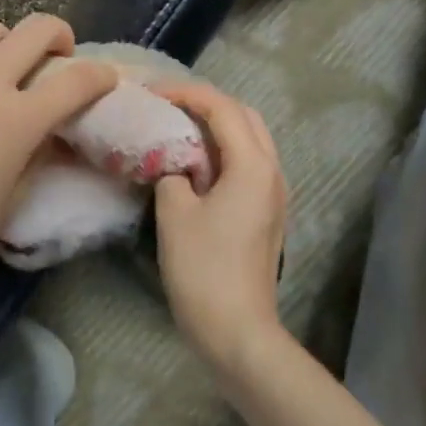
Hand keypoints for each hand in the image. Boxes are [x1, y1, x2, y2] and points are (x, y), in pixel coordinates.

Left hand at [0, 15, 119, 291]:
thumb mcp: (12, 196)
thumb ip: (38, 153)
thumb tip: (53, 133)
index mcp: (17, 119)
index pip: (76, 81)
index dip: (100, 76)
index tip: (105, 79)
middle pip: (36, 28)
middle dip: (59, 35)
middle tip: (58, 56)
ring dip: (7, 41)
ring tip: (3, 67)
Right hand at [152, 83, 288, 375]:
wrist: (238, 332)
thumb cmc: (204, 270)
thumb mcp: (174, 213)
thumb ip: (171, 172)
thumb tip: (174, 162)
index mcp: (252, 164)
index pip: (221, 107)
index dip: (185, 93)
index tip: (152, 93)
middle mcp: (271, 170)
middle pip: (243, 115)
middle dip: (206, 103)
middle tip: (168, 106)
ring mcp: (274, 192)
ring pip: (249, 138)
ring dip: (216, 126)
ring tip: (178, 128)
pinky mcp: (267, 211)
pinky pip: (248, 162)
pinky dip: (223, 150)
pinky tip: (195, 162)